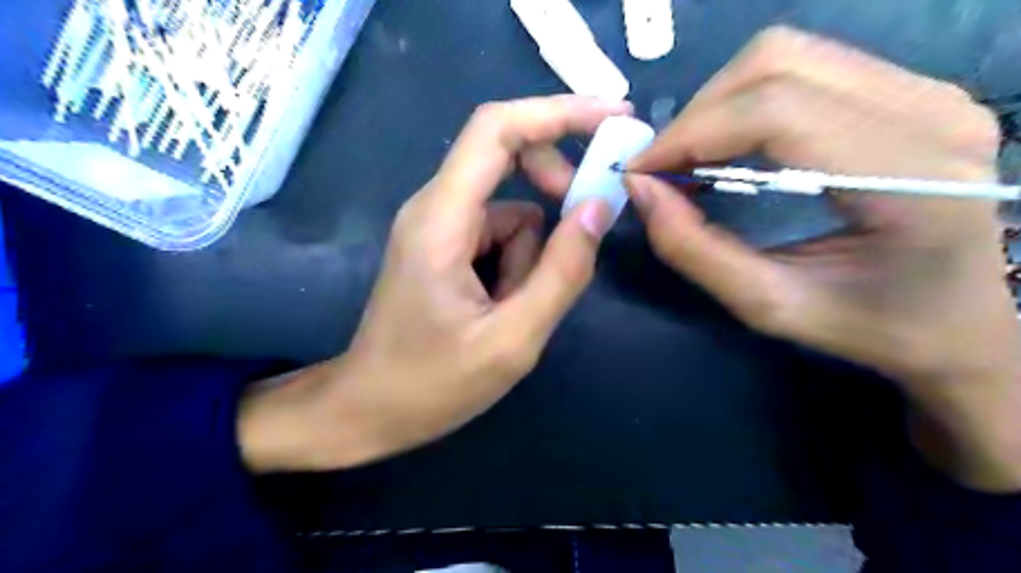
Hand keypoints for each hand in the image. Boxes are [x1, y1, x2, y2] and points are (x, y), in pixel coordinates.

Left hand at [240, 95, 626, 471]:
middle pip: (507, 158)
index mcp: (442, 218)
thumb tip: (598, 209)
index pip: (497, 129)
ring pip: (511, 211)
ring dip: (530, 256)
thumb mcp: (512, 339)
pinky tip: (500, 309)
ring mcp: (438, 227)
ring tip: (512, 312)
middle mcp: (435, 207)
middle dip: (553, 190)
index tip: (613, 117)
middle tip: (577, 239)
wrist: (369, 410)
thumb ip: (561, 273)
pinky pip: (498, 235)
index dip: (558, 112)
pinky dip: (515, 266)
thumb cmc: (431, 383)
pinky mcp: (444, 247)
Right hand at [631, 26, 1020, 488]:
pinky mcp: (911, 91)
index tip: (641, 172)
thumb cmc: (872, 327)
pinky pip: (805, 68)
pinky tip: (729, 146)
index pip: (776, 111)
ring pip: (786, 55)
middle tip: (664, 169)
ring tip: (691, 159)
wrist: (964, 321)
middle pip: (776, 62)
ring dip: (718, 105)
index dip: (692, 133)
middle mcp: (930, 112)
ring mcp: (928, 92)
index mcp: (911, 178)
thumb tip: (640, 190)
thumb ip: (695, 250)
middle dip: (698, 114)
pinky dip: (745, 102)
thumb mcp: (769, 306)